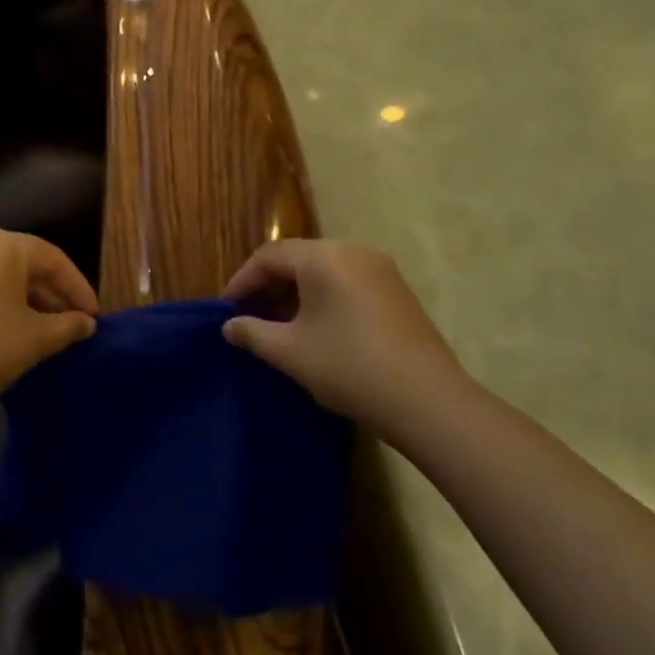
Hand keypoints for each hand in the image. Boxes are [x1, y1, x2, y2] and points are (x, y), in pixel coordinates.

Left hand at [0, 228, 97, 431]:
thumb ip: (67, 326)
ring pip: (1, 277)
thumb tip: (87, 323)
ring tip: (51, 332)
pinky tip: (17, 332)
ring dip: (29, 302)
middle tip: (76, 325)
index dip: (78, 288)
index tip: (95, 317)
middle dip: (54, 295)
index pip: (52, 258)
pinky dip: (2, 305)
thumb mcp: (34, 338)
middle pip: (25, 264)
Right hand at [221, 239, 468, 437]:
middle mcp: (353, 252)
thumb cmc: (348, 367)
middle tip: (249, 317)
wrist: (428, 402)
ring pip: (324, 272)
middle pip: (298, 259)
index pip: (270, 256)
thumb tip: (230, 326)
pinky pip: (347, 284)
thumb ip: (252, 333)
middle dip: (269, 286)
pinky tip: (316, 330)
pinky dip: (323, 299)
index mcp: (324, 257)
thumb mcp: (290, 352)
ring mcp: (381, 271)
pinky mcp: (398, 293)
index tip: (227, 310)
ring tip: (279, 326)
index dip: (242, 281)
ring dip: (296, 294)